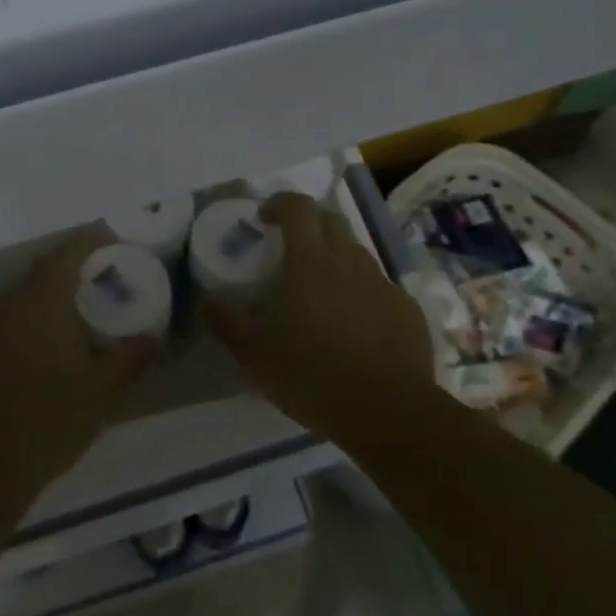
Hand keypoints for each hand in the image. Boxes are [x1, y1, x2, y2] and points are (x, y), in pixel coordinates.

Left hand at [0, 228, 159, 490]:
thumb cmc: (51, 419)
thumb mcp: (103, 392)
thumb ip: (132, 358)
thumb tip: (157, 338)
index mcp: (44, 301)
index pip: (68, 253)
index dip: (89, 240)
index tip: (108, 238)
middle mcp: (7, 302)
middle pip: (39, 274)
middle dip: (65, 274)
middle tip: (90, 287)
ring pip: (14, 301)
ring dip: (38, 305)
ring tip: (61, 326)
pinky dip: (14, 330)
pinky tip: (26, 356)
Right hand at [205, 193, 432, 436]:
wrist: (387, 412)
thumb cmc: (311, 374)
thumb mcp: (253, 353)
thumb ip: (227, 322)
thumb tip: (208, 302)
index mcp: (311, 262)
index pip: (299, 207)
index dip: (280, 203)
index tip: (264, 218)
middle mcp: (350, 262)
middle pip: (332, 222)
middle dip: (309, 225)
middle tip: (291, 250)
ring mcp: (384, 285)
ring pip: (358, 255)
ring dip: (337, 261)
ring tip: (321, 293)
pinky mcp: (408, 311)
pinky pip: (380, 290)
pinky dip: (363, 295)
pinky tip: (355, 327)